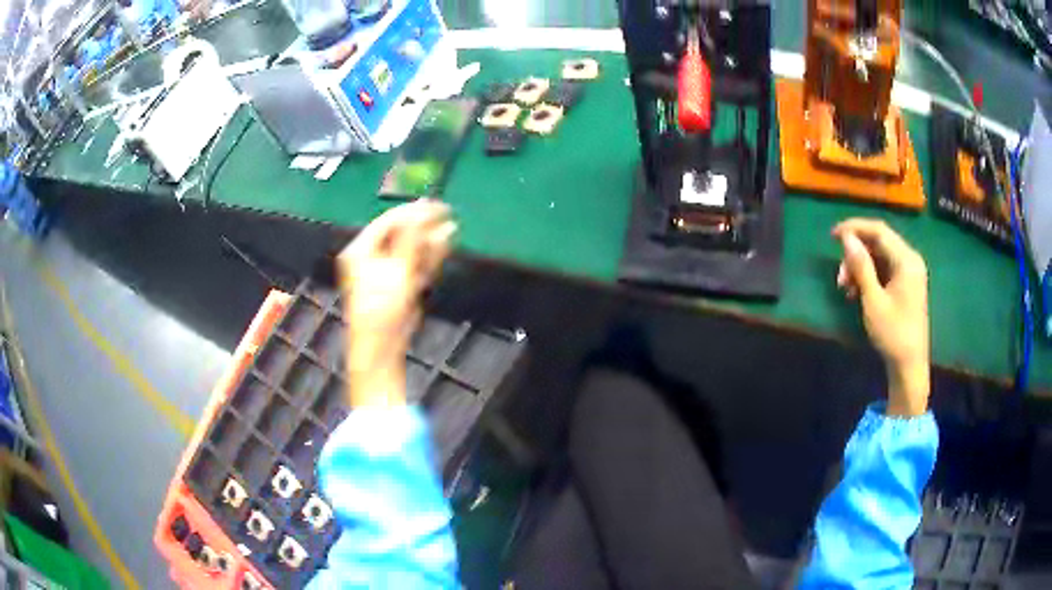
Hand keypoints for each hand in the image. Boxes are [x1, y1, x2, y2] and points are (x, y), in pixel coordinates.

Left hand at [337, 200, 455, 406]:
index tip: (434, 205)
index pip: (387, 222)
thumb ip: (412, 237)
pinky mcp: (398, 284)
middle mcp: (370, 257)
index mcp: (360, 250)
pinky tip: (444, 243)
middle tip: (446, 214)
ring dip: (429, 239)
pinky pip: (414, 263)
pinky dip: (429, 255)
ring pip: (410, 249)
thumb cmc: (381, 306)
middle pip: (399, 233)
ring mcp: (385, 271)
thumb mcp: (397, 268)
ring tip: (450, 227)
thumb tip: (425, 210)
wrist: (382, 345)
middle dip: (423, 226)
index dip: (411, 212)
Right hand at [833, 219, 929, 416]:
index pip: (879, 231)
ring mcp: (909, 273)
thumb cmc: (893, 333)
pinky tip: (857, 292)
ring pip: (880, 256)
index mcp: (906, 260)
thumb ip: (861, 266)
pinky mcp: (906, 284)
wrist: (909, 365)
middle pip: (879, 242)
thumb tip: (847, 238)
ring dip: (860, 267)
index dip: (855, 228)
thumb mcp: (873, 300)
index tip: (833, 235)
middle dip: (856, 254)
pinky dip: (869, 276)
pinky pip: (884, 269)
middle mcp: (910, 260)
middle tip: (839, 275)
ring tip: (846, 288)